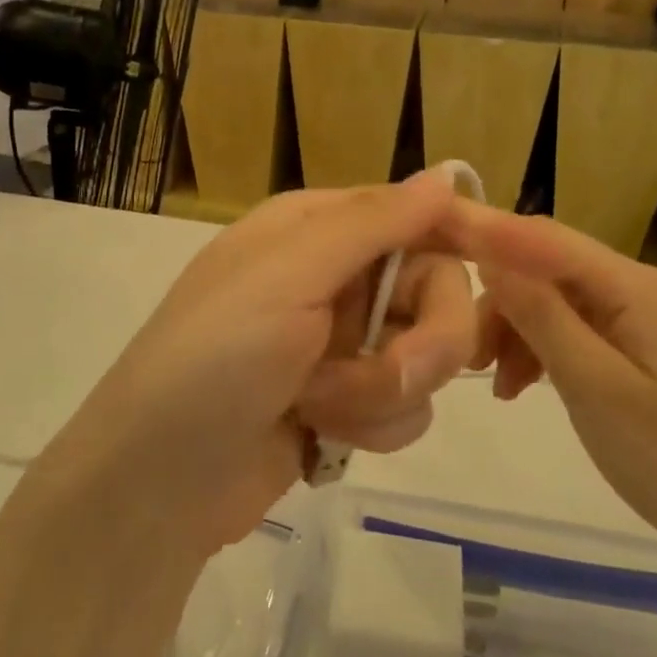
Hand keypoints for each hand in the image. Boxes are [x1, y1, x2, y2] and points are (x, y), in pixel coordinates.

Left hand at [45, 170, 477, 549]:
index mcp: (315, 230)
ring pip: (424, 356)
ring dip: (384, 391)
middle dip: (422, 341)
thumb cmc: (214, 359)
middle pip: (434, 291)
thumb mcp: (288, 275)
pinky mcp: (343, 404)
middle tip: (395, 371)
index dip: (457, 243)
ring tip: (323, 407)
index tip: (501, 275)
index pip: (414, 216)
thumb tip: (445, 173)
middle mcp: (332, 278)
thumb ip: (373, 222)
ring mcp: (339, 344)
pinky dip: (371, 426)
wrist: (156, 483)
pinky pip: (403, 406)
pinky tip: (320, 436)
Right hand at [446, 202, 656, 584]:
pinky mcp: (643, 350)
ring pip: (558, 302)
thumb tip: (490, 255)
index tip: (431, 226)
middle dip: (499, 299)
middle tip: (463, 349)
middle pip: (548, 269)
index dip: (486, 228)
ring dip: (518, 331)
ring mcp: (644, 320)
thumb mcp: (595, 387)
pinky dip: (543, 351)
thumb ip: (541, 315)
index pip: (544, 238)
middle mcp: (640, 289)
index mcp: (636, 287)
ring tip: (494, 382)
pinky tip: (523, 387)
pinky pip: (578, 331)